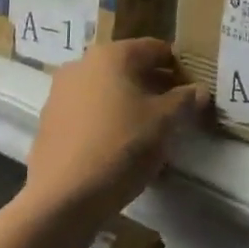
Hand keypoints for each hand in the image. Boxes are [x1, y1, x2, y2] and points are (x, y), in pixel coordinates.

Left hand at [25, 38, 207, 220]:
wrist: (63, 198)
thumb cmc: (120, 147)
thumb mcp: (164, 122)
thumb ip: (184, 100)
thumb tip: (199, 90)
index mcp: (112, 55)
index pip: (155, 49)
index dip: (178, 67)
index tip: (192, 90)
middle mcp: (82, 64)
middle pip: (129, 68)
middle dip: (154, 86)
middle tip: (175, 112)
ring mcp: (60, 92)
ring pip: (107, 90)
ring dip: (129, 103)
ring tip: (148, 132)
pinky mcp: (49, 122)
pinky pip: (88, 112)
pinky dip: (106, 121)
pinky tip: (118, 147)